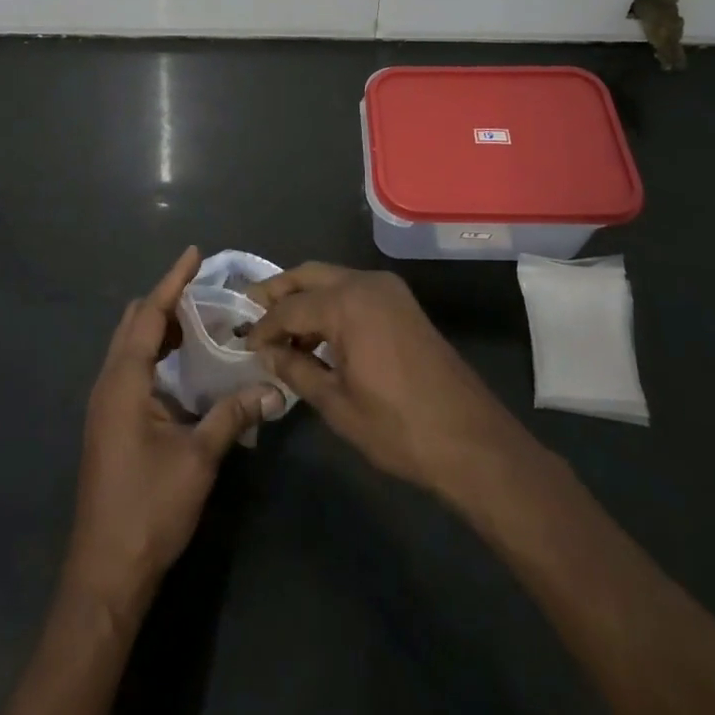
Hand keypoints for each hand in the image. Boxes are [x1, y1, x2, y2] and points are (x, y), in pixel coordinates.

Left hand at [65, 247, 283, 612]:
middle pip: (133, 324)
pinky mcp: (109, 424)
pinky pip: (131, 369)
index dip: (172, 282)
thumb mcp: (198, 459)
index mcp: (124, 382)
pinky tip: (182, 365)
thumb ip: (232, 415)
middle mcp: (108, 384)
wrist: (105, 574)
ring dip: (158, 327)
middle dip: (165, 300)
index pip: (148, 315)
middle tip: (203, 289)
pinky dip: (154, 353)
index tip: (194, 254)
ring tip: (198, 320)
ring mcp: (105, 406)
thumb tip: (272, 389)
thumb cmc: (149, 509)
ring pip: (129, 347)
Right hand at [247, 263, 526, 502]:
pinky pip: (354, 290)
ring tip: (281, 328)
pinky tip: (318, 333)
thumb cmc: (398, 427)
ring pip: (333, 279)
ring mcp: (389, 290)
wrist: (470, 439)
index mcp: (347, 303)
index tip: (244, 344)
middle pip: (309, 275)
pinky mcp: (402, 303)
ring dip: (305, 296)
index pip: (289, 306)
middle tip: (251, 311)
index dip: (264, 326)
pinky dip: (331, 303)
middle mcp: (366, 283)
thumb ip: (296, 369)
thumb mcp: (337, 403)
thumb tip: (267, 352)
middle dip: (279, 291)